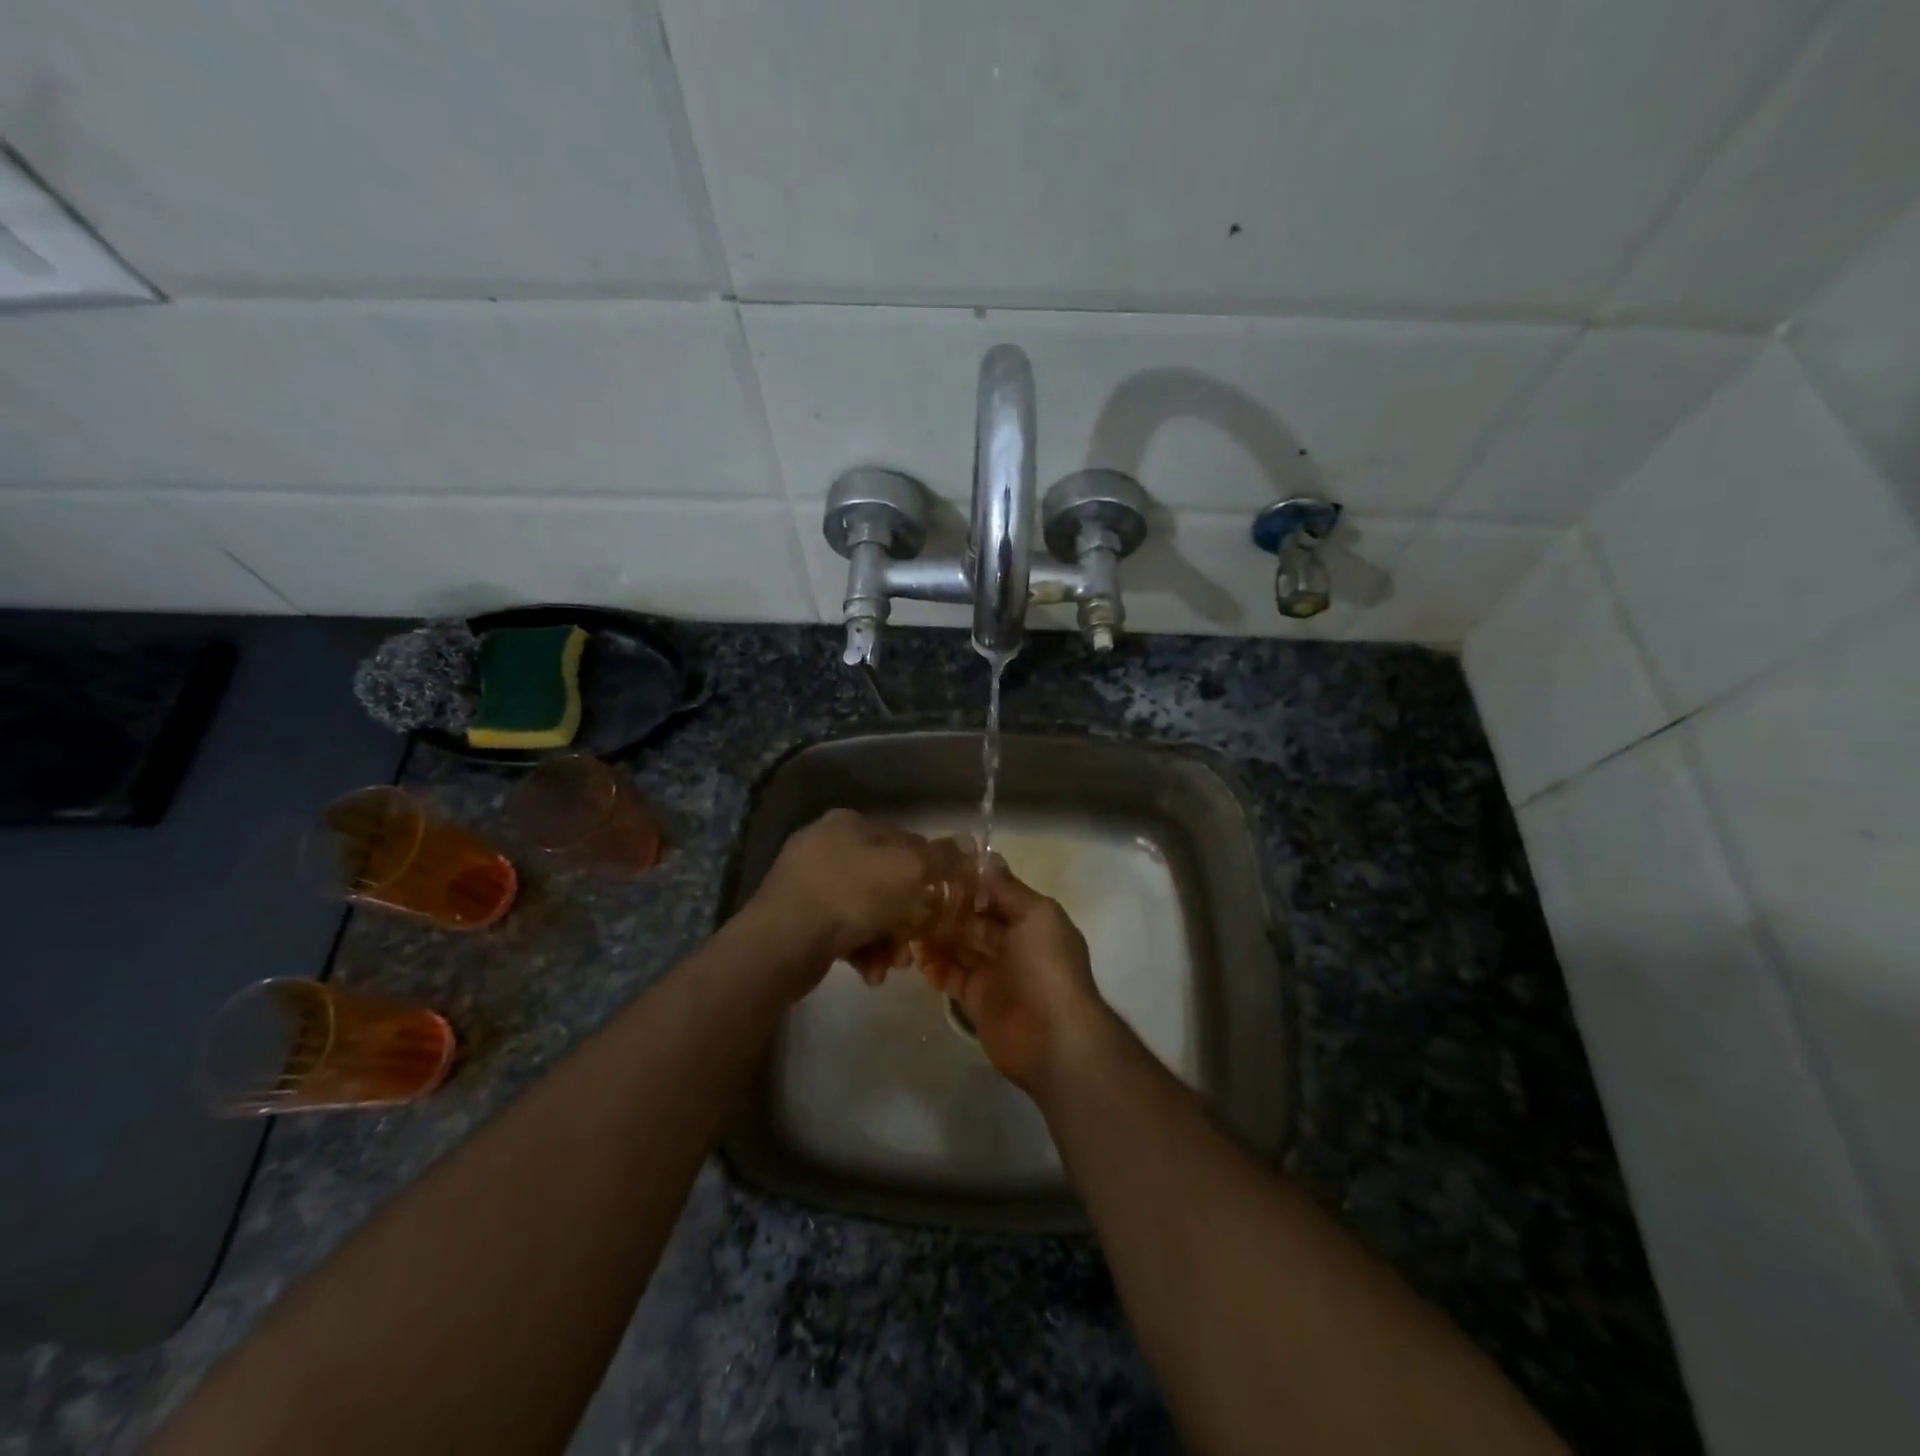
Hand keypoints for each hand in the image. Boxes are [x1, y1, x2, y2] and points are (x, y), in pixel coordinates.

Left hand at [747, 809, 935, 993]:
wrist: (783, 942)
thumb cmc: (850, 894)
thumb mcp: (908, 870)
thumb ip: (941, 857)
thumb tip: (968, 843)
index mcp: (849, 824)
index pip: (903, 840)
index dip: (928, 870)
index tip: (940, 900)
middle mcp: (825, 846)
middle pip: (884, 879)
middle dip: (905, 915)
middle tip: (917, 941)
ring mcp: (805, 882)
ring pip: (864, 909)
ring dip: (885, 938)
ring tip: (892, 965)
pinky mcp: (795, 917)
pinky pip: (840, 929)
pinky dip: (860, 949)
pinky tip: (868, 972)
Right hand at [918, 857, 1115, 1094]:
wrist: (1053, 1038)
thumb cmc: (1047, 967)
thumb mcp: (1036, 915)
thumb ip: (1009, 889)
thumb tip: (989, 857)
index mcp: (1031, 920)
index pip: (995, 894)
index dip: (970, 883)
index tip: (937, 870)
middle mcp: (1013, 943)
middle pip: (974, 920)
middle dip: (948, 910)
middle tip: (912, 900)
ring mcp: (995, 972)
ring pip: (959, 947)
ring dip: (936, 937)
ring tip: (908, 927)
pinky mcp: (977, 1000)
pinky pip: (951, 977)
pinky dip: (935, 967)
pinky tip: (917, 958)